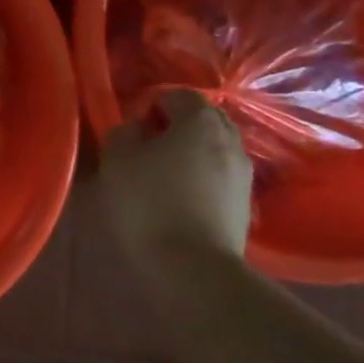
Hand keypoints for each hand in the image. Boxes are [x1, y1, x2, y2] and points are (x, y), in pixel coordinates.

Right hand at [98, 90, 252, 263]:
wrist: (193, 268)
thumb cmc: (148, 203)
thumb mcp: (117, 159)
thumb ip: (124, 132)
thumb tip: (139, 129)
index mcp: (200, 121)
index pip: (177, 94)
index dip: (151, 106)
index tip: (132, 131)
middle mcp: (230, 139)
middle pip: (202, 119)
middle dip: (176, 127)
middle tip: (147, 149)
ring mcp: (244, 173)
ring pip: (214, 149)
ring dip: (191, 154)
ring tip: (163, 177)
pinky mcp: (246, 204)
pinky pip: (220, 176)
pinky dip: (202, 179)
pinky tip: (181, 200)